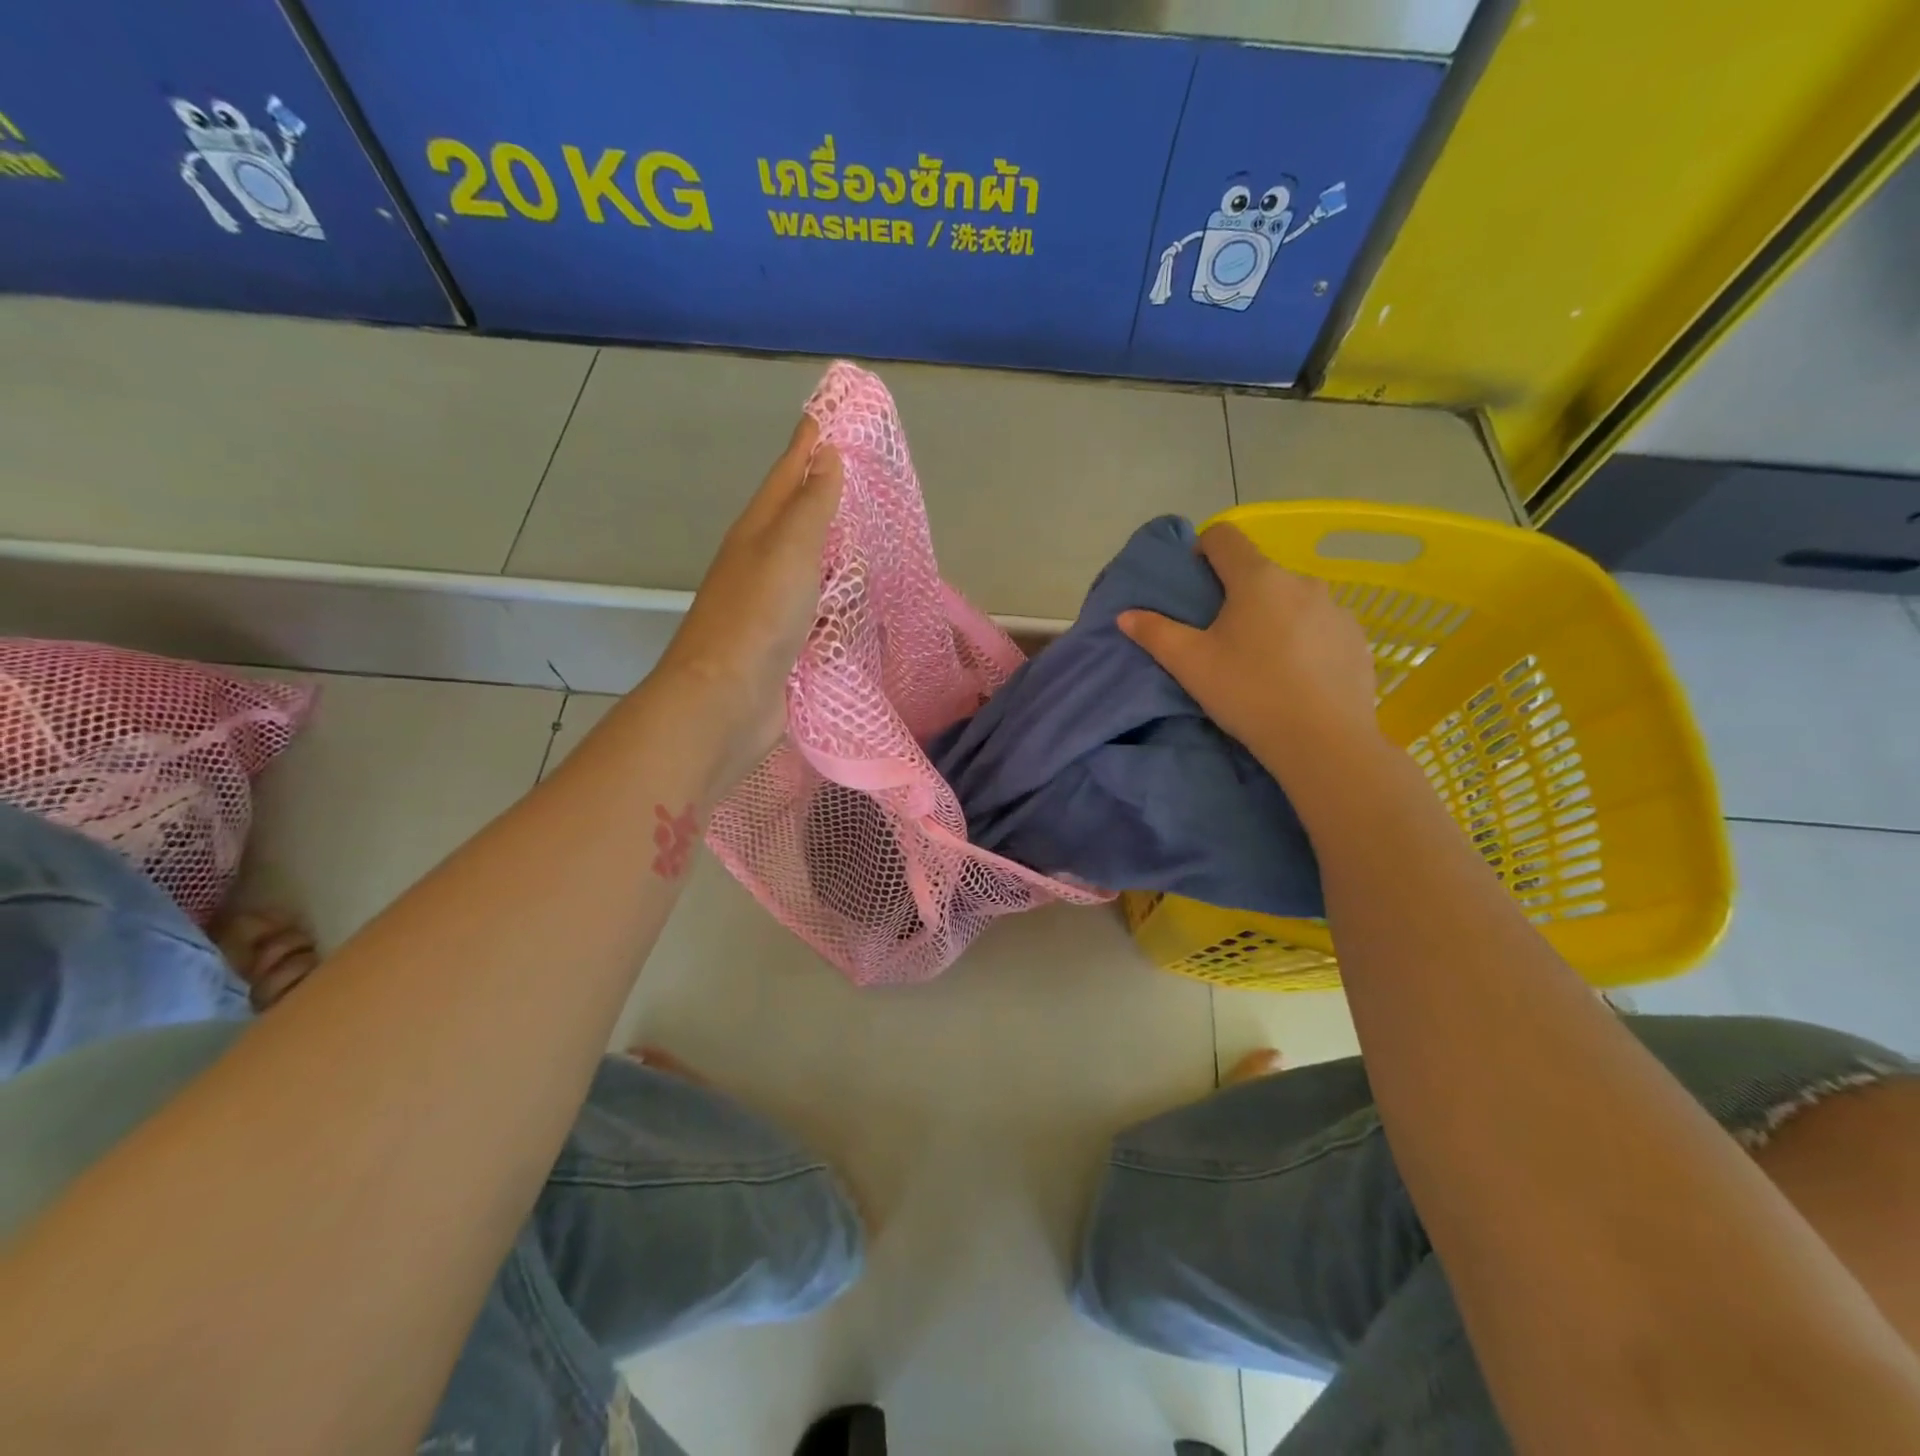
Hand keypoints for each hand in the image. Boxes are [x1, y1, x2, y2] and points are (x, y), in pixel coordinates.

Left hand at [654, 417, 841, 778]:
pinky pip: (816, 610)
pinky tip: (852, 601)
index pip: (787, 476)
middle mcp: (760, 564)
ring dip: (830, 548)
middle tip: (855, 473)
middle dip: (820, 493)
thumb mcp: (789, 549)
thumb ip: (811, 505)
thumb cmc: (759, 617)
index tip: (829, 417)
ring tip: (863, 533)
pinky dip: (834, 599)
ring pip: (807, 566)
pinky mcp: (785, 646)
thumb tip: (825, 455)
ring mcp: (770, 608)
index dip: (808, 446)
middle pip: (795, 519)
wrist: (727, 700)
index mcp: (757, 532)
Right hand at [1118, 523, 1381, 783]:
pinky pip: (1322, 627)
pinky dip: (1305, 641)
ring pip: (1293, 601)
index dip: (1202, 550)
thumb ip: (1155, 633)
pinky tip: (1297, 678)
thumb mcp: (1190, 665)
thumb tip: (1125, 615)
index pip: (1224, 536)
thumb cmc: (1248, 693)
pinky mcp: (1357, 639)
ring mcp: (1337, 609)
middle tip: (1222, 639)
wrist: (1323, 742)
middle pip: (1259, 573)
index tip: (1194, 586)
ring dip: (1274, 618)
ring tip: (1262, 663)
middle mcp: (1302, 581)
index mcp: (1257, 578)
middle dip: (1238, 595)